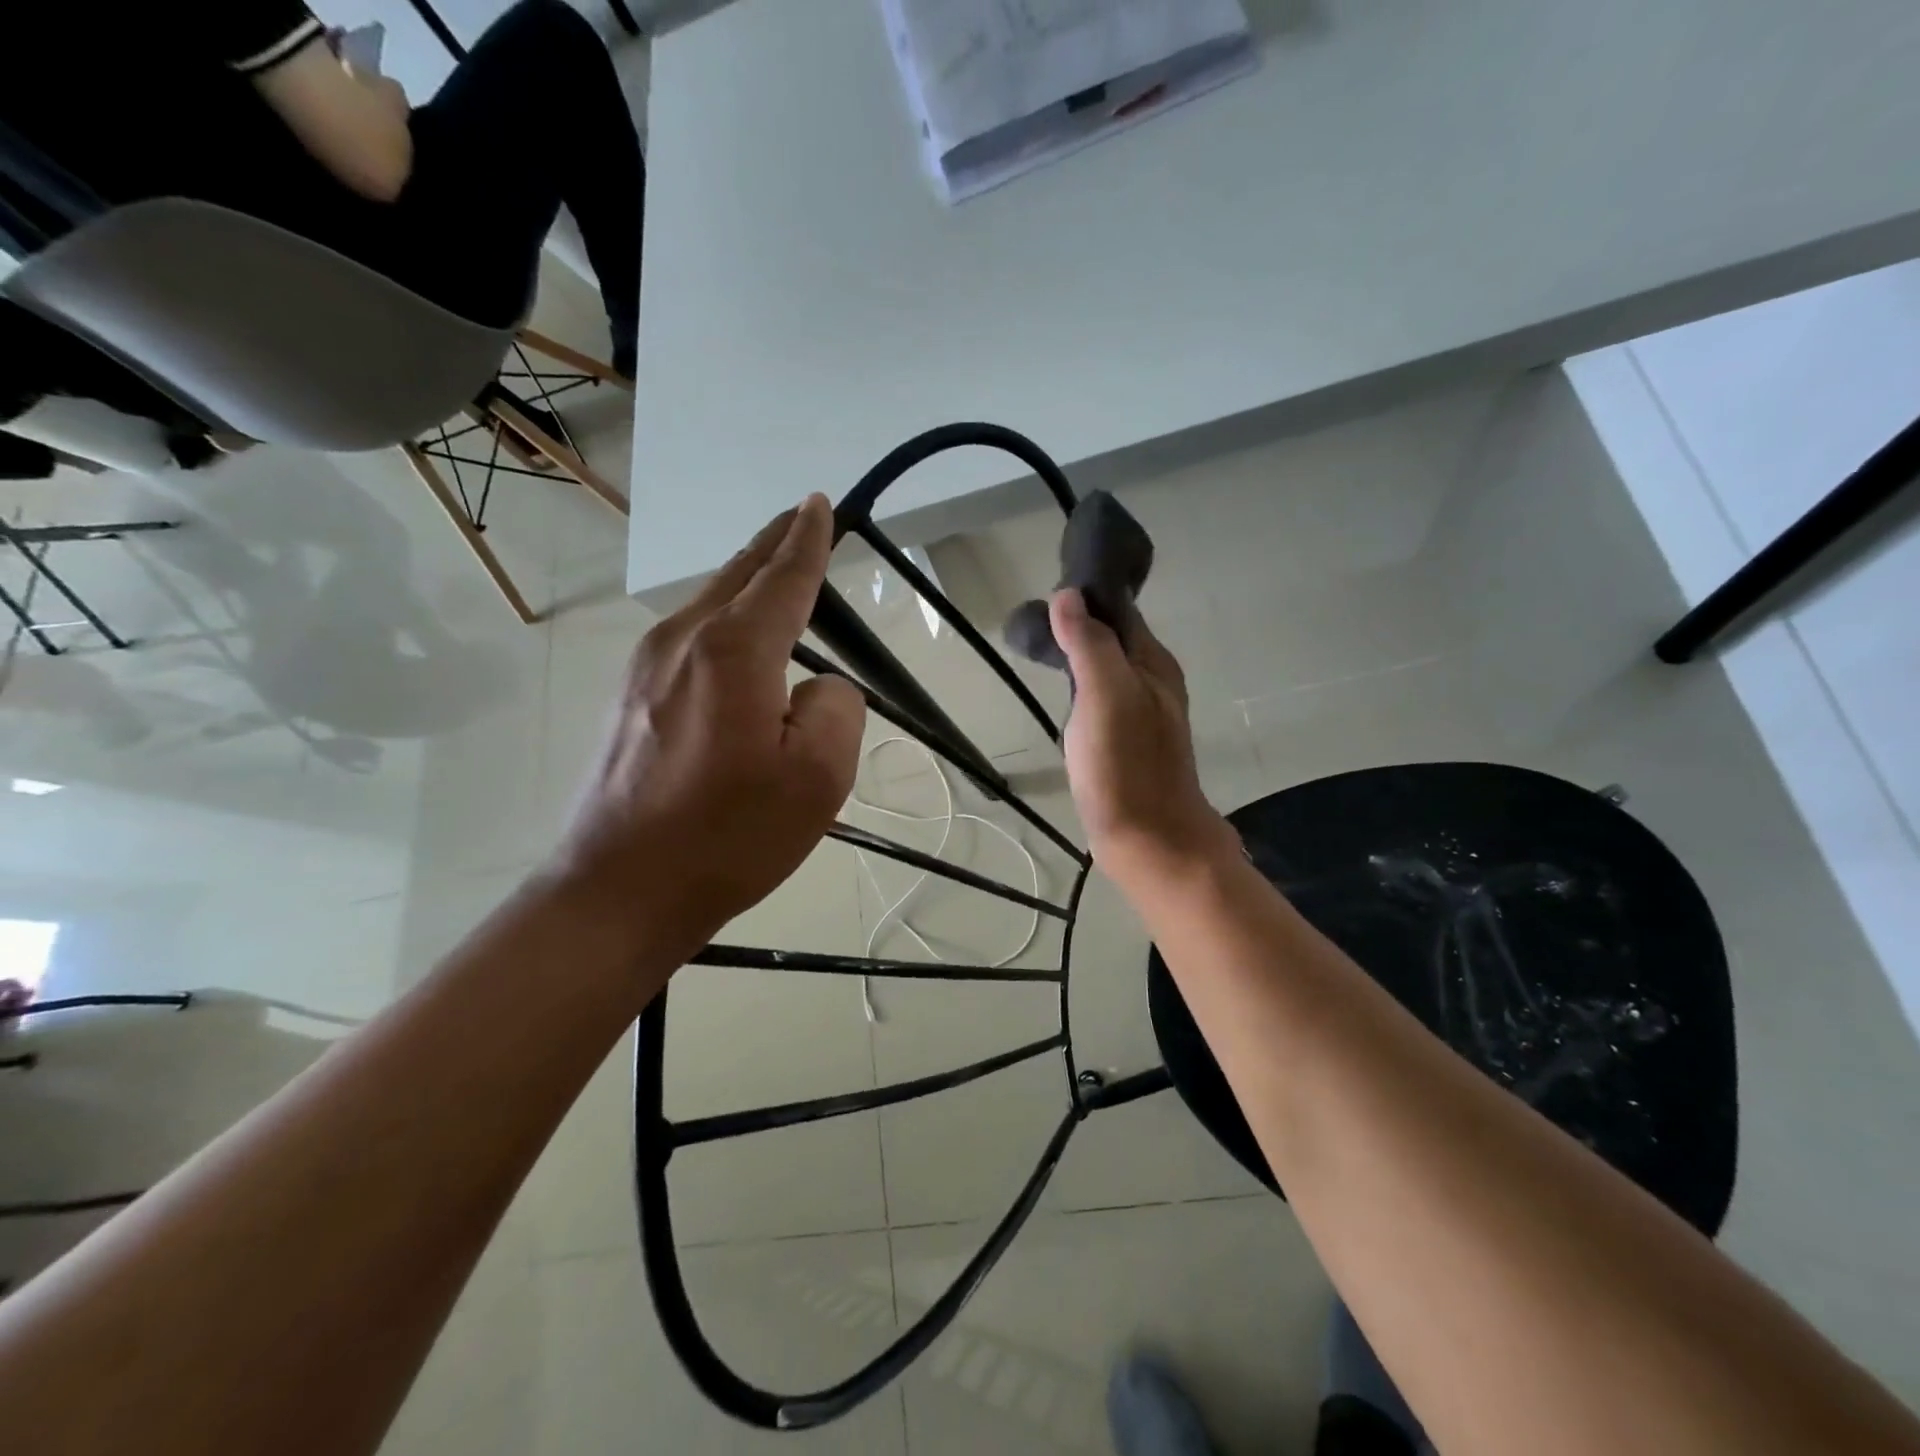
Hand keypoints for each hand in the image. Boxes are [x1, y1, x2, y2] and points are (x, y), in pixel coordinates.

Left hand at [545, 496, 864, 964]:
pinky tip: (735, 642)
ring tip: (776, 574)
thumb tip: (815, 688)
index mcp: (734, 652)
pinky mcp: (628, 697)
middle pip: (737, 575)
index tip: (819, 505)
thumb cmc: (728, 836)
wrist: (618, 890)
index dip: (808, 540)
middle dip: (773, 543)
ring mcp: (645, 667)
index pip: (783, 578)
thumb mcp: (817, 778)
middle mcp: (682, 641)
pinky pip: (688, 638)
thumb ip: (835, 709)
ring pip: (708, 604)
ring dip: (747, 583)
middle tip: (801, 518)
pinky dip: (722, 621)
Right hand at [1048, 590, 1236, 883]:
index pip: (1120, 610)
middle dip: (1079, 622)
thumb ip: (1090, 644)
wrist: (1150, 840)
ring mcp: (1141, 714)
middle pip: (1114, 638)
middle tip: (1034, 621)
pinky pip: (1102, 697)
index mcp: (1153, 663)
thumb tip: (1068, 595)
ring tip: (1040, 646)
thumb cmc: (1126, 766)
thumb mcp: (1106, 695)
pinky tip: (1062, 693)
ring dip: (1079, 653)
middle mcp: (1153, 682)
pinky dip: (1081, 684)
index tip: (1047, 588)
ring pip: (1107, 668)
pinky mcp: (1126, 742)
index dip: (1087, 595)